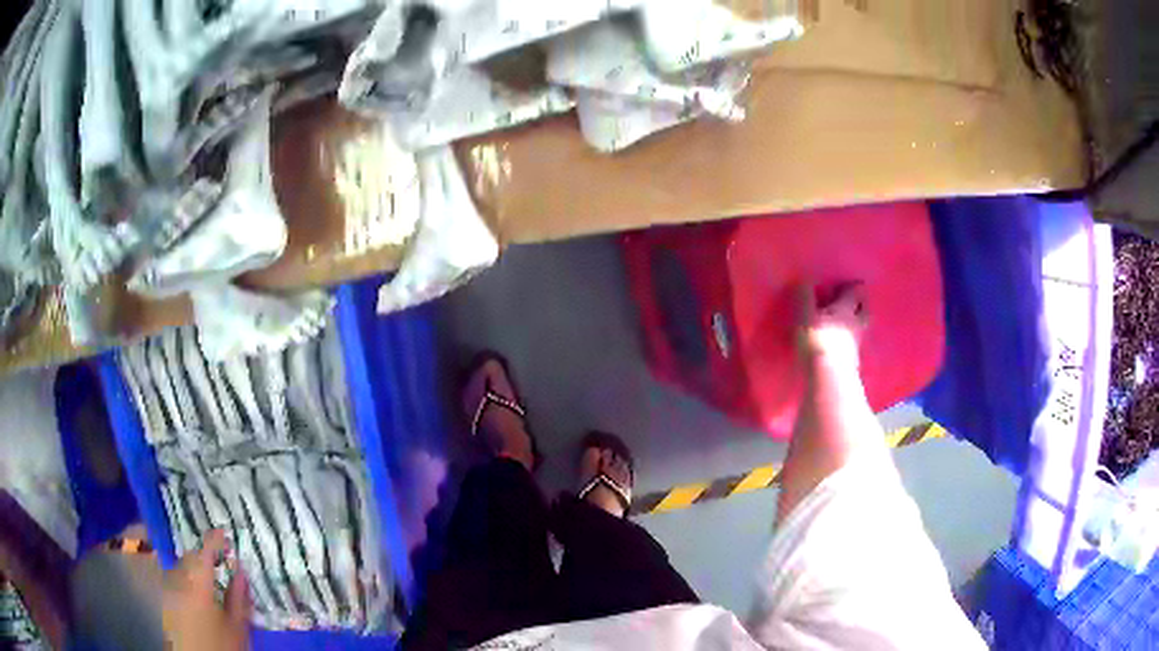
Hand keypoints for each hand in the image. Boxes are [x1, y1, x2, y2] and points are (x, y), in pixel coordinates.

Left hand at [162, 529, 250, 650]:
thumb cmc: (222, 645)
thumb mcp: (237, 626)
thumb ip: (238, 597)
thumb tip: (241, 571)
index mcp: (199, 585)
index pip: (205, 553)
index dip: (214, 540)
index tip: (223, 532)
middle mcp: (180, 582)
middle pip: (190, 558)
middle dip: (203, 557)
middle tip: (217, 562)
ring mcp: (170, 591)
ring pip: (181, 569)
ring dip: (193, 569)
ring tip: (206, 580)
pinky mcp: (166, 602)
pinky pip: (175, 582)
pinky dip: (185, 581)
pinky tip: (195, 595)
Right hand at [797, 281, 866, 366]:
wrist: (829, 378)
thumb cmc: (818, 341)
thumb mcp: (805, 315)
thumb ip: (804, 296)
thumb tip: (804, 278)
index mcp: (846, 309)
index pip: (856, 292)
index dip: (852, 287)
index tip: (845, 285)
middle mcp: (856, 324)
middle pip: (864, 310)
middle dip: (860, 304)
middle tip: (852, 302)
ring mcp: (856, 344)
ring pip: (861, 328)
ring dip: (857, 323)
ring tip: (846, 323)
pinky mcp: (852, 362)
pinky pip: (854, 345)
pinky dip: (850, 341)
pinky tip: (842, 345)